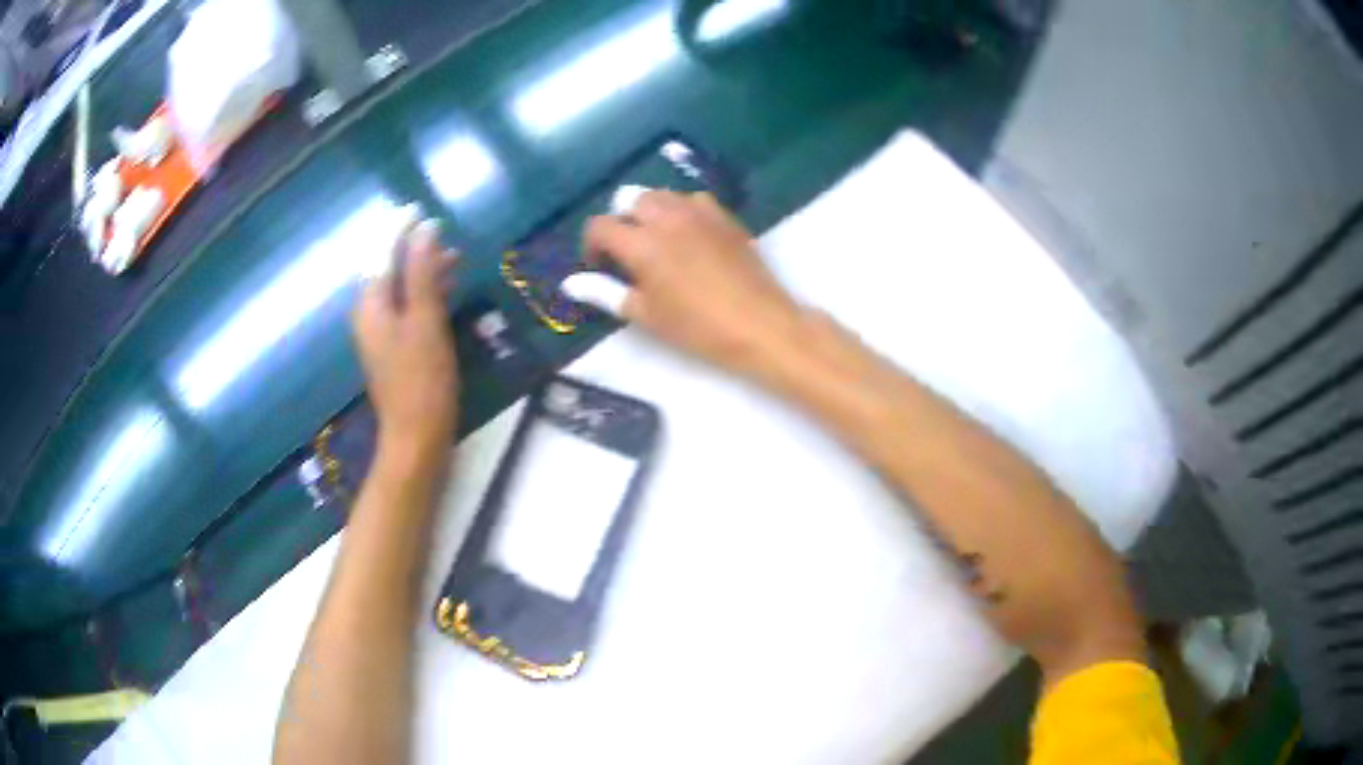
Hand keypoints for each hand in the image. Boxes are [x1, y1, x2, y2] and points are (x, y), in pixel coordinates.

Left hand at [353, 221, 459, 467]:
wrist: (416, 439)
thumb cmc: (422, 380)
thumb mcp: (426, 321)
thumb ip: (422, 273)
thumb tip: (425, 229)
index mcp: (371, 304)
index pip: (381, 253)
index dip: (399, 228)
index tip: (420, 209)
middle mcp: (370, 314)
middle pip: (388, 269)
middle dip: (413, 249)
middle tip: (445, 237)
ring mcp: (380, 334)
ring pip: (399, 289)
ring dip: (422, 271)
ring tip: (453, 261)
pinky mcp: (394, 349)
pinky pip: (405, 308)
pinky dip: (423, 294)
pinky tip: (444, 293)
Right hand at [574, 190, 801, 374]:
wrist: (759, 323)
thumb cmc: (697, 327)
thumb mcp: (646, 315)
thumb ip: (605, 293)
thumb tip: (570, 283)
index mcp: (642, 243)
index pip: (600, 225)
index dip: (592, 244)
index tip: (599, 266)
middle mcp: (667, 217)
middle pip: (629, 198)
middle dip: (621, 220)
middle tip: (627, 251)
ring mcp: (699, 212)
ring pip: (661, 194)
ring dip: (649, 211)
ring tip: (656, 241)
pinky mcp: (724, 215)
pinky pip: (692, 200)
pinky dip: (680, 211)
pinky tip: (688, 236)